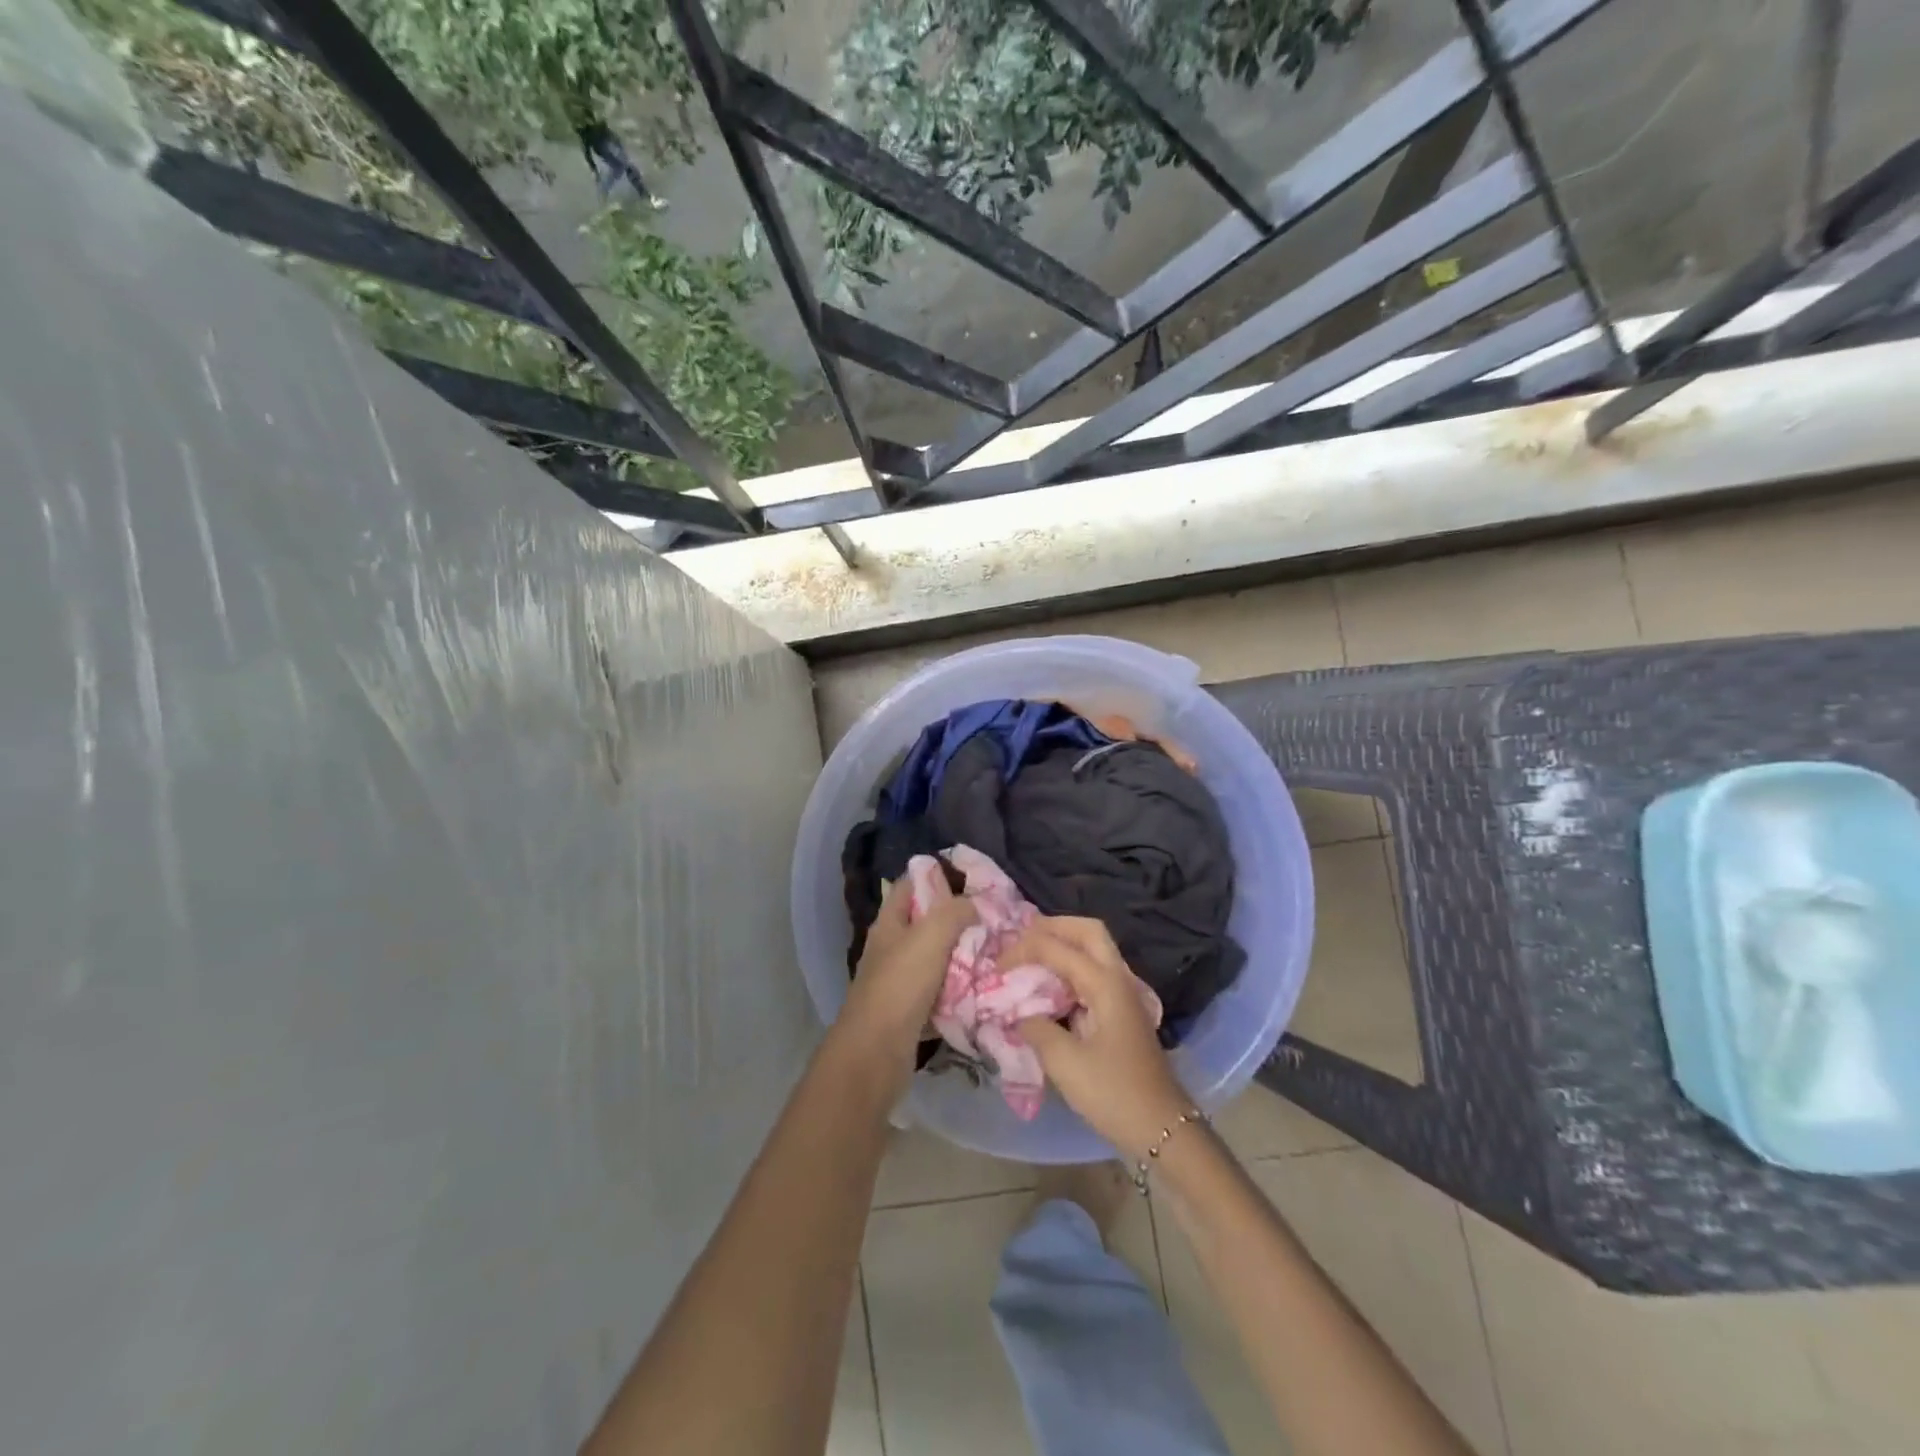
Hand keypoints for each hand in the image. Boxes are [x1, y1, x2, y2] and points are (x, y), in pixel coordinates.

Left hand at [832, 874, 975, 1094]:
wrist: (876, 1053)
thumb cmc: (900, 985)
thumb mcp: (930, 937)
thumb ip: (953, 912)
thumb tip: (974, 903)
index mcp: (889, 924)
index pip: (910, 885)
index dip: (937, 877)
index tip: (972, 881)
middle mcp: (892, 948)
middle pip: (926, 923)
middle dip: (957, 919)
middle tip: (992, 919)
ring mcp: (899, 981)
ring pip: (936, 959)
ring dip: (962, 956)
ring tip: (995, 950)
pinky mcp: (910, 1011)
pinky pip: (940, 992)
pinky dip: (959, 990)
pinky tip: (982, 987)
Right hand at [1010, 917, 1192, 1155]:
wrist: (1162, 1128)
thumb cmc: (1114, 1093)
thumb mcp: (1065, 1063)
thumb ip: (1036, 1029)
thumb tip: (1019, 1014)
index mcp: (1105, 984)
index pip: (1058, 948)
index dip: (1023, 950)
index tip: (996, 967)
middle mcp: (1118, 978)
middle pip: (1088, 931)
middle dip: (1053, 926)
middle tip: (1021, 938)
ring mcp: (1124, 994)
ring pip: (1094, 949)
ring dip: (1063, 943)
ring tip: (1030, 955)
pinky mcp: (1122, 1011)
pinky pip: (1095, 971)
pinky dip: (1070, 966)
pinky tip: (1050, 985)